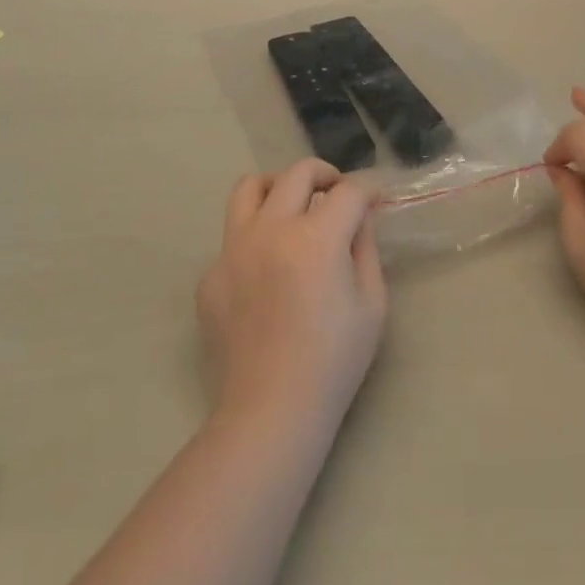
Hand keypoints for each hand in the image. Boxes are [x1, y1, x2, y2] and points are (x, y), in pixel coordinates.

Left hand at [196, 159, 387, 427]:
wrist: (271, 411)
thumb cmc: (333, 361)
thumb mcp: (371, 304)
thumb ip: (365, 249)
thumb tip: (358, 219)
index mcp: (315, 237)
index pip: (347, 191)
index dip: (367, 189)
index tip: (374, 199)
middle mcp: (270, 229)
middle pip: (297, 173)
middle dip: (325, 174)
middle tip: (337, 193)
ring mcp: (233, 249)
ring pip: (250, 188)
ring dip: (278, 188)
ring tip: (292, 207)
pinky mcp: (210, 275)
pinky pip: (232, 238)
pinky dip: (254, 239)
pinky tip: (266, 272)